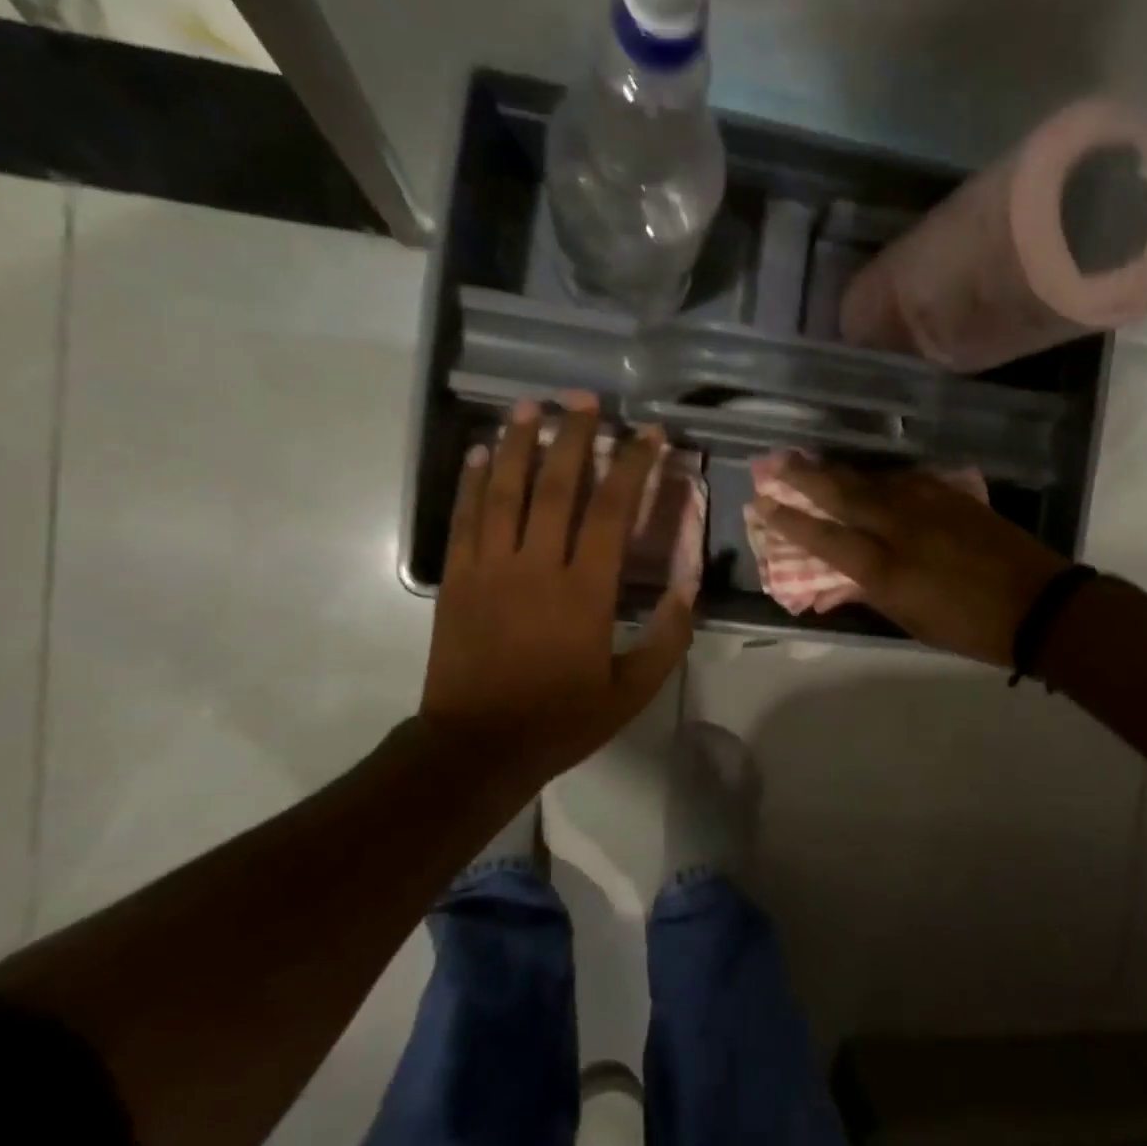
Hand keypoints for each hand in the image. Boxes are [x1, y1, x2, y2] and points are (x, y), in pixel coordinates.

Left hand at [421, 395, 695, 795]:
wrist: (477, 747)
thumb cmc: (561, 719)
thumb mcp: (632, 691)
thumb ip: (667, 638)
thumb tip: (691, 589)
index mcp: (584, 591)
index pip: (611, 511)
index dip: (632, 466)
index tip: (648, 434)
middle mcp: (536, 566)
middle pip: (556, 486)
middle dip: (573, 436)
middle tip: (585, 398)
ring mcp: (489, 568)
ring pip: (505, 491)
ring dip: (519, 444)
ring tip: (531, 406)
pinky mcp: (456, 578)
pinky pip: (464, 518)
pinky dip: (472, 481)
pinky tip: (480, 452)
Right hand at [754, 457, 1068, 666]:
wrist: (1039, 605)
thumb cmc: (969, 628)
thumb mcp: (910, 621)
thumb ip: (870, 594)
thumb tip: (836, 582)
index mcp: (885, 568)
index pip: (824, 537)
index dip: (789, 521)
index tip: (762, 504)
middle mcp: (899, 527)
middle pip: (842, 493)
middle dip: (804, 476)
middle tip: (775, 462)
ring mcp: (928, 505)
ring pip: (873, 480)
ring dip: (839, 471)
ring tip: (813, 462)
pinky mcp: (952, 495)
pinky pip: (905, 479)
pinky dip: (880, 477)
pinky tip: (871, 476)